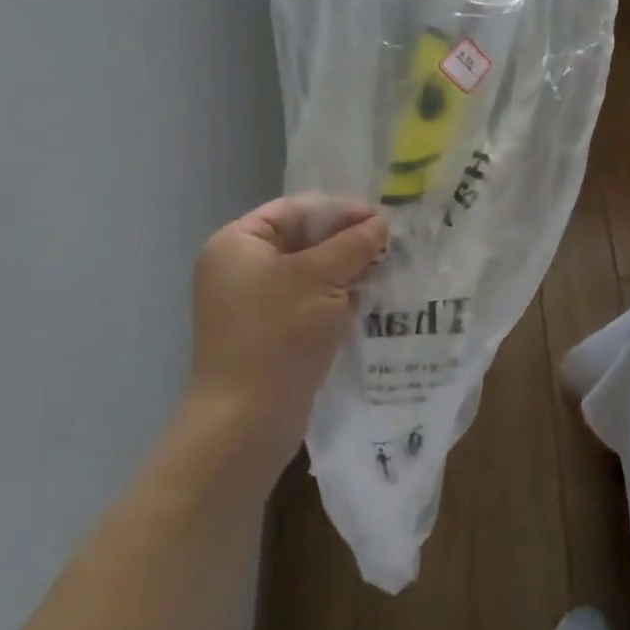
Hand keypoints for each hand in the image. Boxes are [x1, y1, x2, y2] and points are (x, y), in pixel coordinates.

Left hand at [184, 195, 388, 487]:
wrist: (246, 420)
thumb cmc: (279, 334)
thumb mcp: (322, 278)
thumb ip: (353, 244)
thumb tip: (379, 224)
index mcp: (238, 243)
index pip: (297, 209)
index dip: (341, 210)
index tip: (382, 221)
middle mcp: (239, 267)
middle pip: (303, 239)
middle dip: (347, 242)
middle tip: (390, 247)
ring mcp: (252, 303)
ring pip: (308, 273)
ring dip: (346, 271)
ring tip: (386, 272)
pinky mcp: (268, 333)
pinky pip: (306, 302)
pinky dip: (335, 299)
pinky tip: (368, 302)